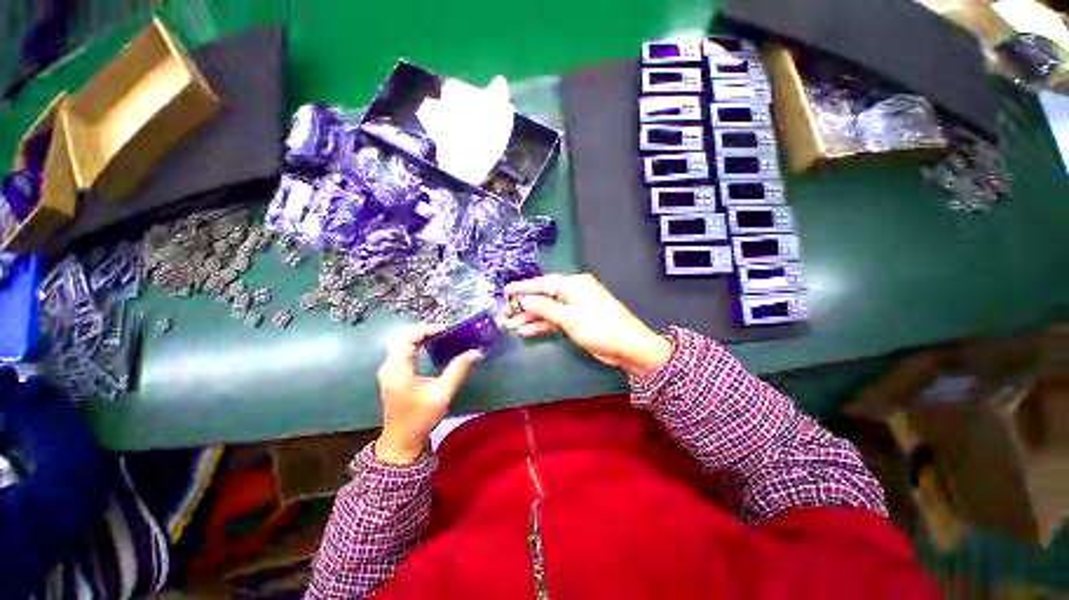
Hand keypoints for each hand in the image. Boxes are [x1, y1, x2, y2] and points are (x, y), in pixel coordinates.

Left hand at [375, 325, 482, 464]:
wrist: (401, 443)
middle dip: (425, 330)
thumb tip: (476, 352)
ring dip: (422, 336)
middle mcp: (389, 366)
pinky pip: (404, 351)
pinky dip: (418, 345)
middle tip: (447, 332)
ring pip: (403, 343)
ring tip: (443, 337)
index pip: (408, 337)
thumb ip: (458, 370)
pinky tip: (432, 348)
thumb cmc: (420, 419)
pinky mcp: (394, 375)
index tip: (448, 331)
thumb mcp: (442, 394)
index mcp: (397, 368)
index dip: (428, 329)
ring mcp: (390, 370)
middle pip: (404, 337)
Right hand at [504, 273, 672, 376]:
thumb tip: (524, 299)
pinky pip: (556, 319)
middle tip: (505, 314)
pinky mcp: (577, 320)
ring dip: (531, 318)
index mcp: (573, 284)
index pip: (542, 283)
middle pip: (543, 296)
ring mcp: (575, 307)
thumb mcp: (568, 316)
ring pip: (548, 310)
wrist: (627, 346)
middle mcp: (573, 291)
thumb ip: (544, 307)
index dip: (522, 288)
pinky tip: (527, 331)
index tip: (505, 291)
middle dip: (524, 306)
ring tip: (511, 326)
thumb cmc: (598, 327)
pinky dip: (543, 325)